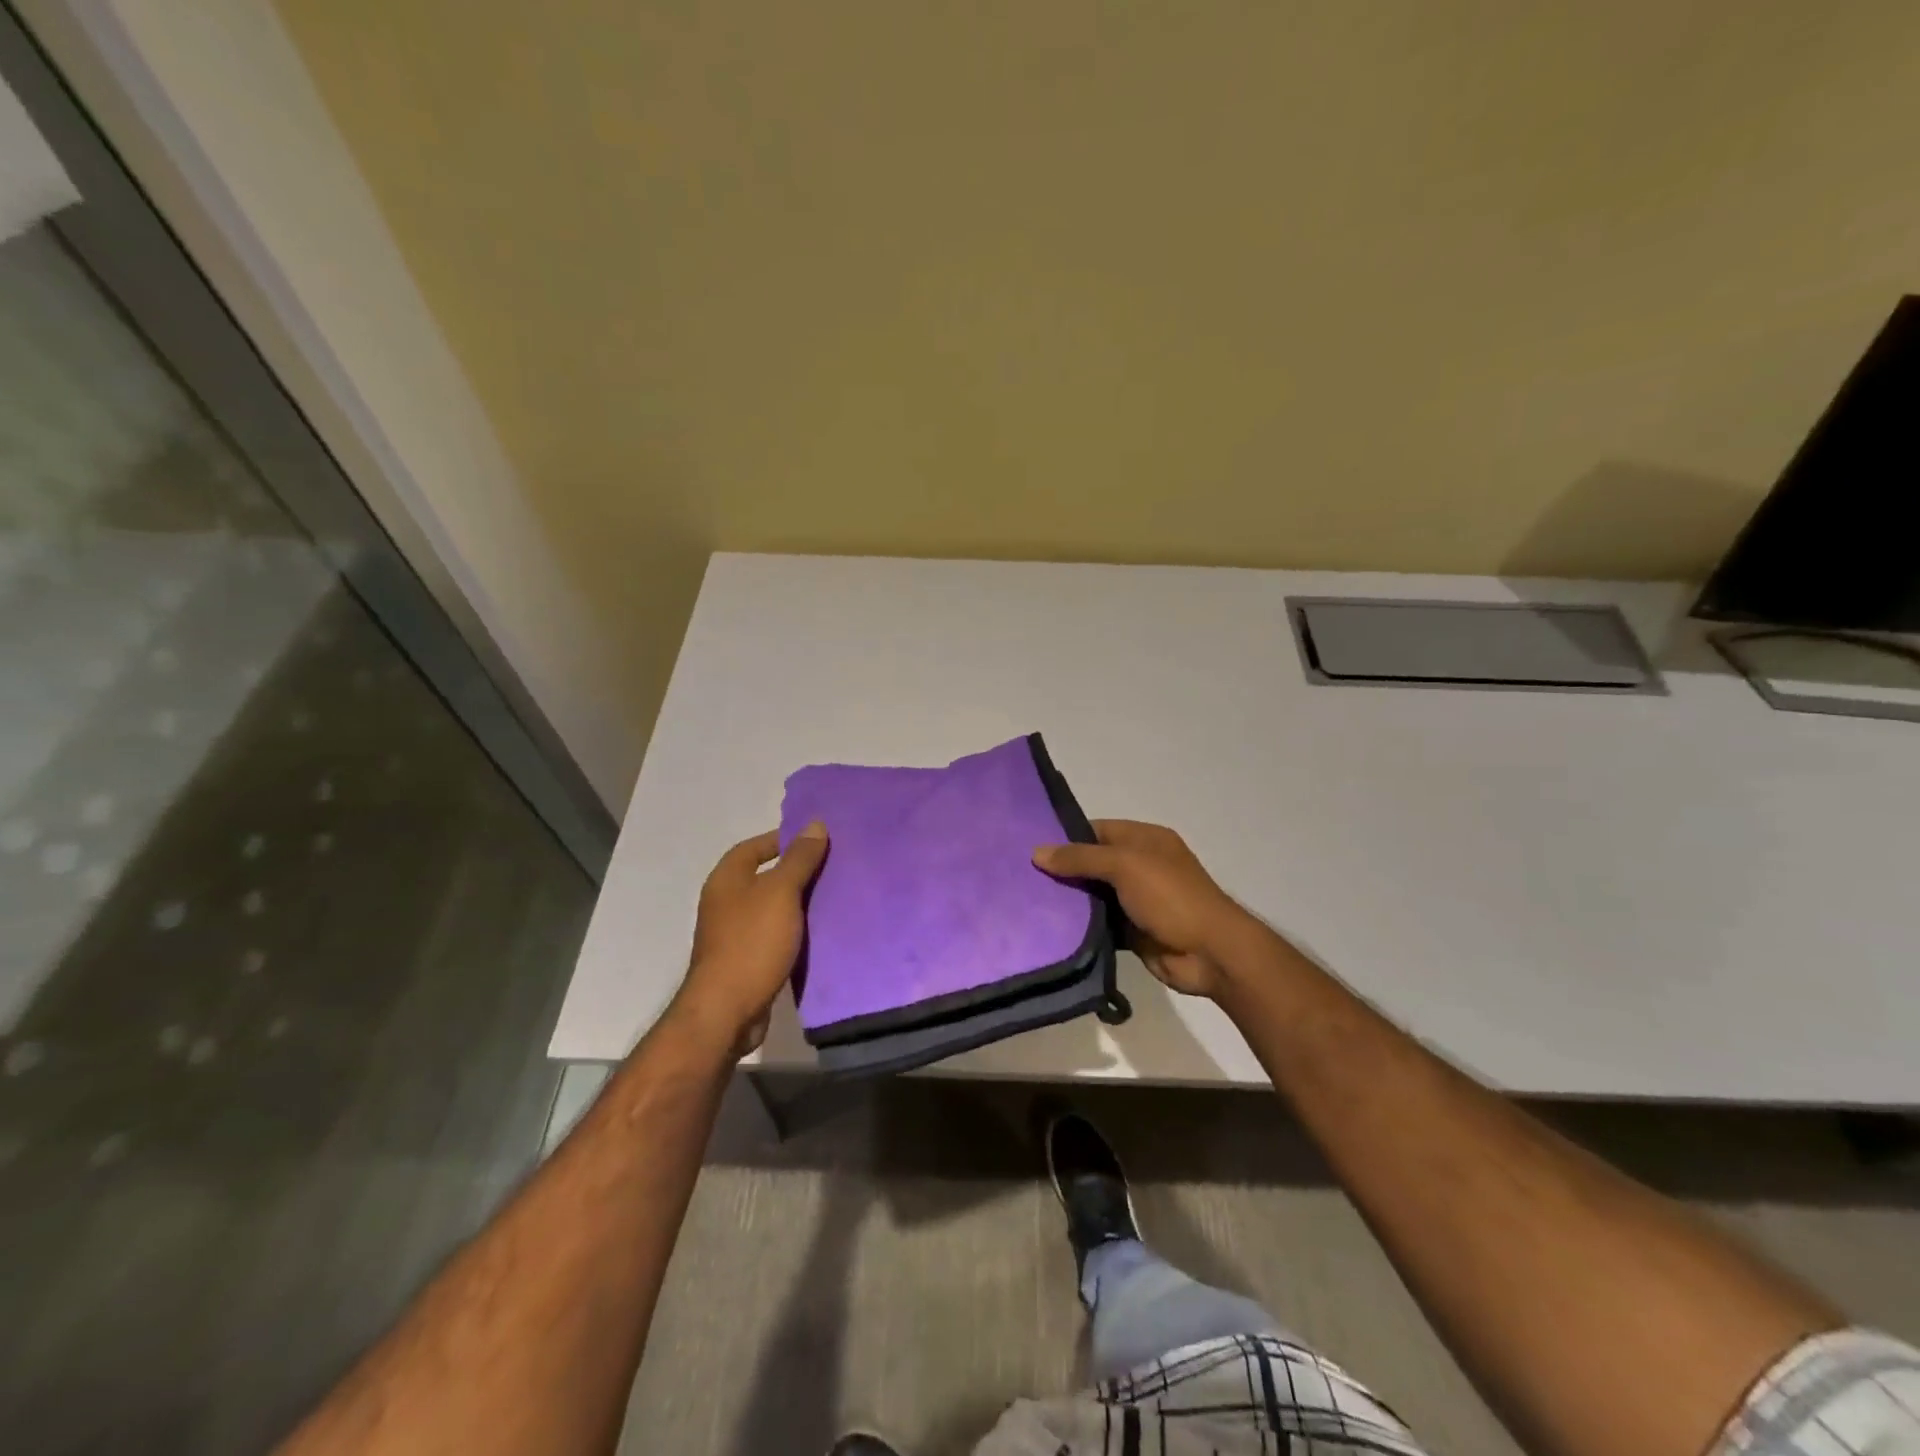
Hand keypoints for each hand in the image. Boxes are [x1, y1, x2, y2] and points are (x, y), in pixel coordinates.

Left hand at [674, 823, 828, 1057]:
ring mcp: (733, 932)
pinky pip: (775, 934)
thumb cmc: (752, 942)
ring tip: (834, 897)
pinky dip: (795, 930)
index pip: (757, 845)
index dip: (786, 839)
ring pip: (773, 907)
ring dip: (798, 903)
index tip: (820, 841)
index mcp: (727, 878)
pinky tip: (821, 933)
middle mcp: (725, 901)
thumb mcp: (781, 892)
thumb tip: (814, 824)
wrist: (727, 1011)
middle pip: (766, 875)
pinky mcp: (745, 959)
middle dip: (798, 871)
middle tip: (834, 867)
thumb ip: (799, 858)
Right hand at [1033, 819, 1250, 998]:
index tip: (1029, 845)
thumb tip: (1037, 852)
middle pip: (1092, 862)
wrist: (1211, 953)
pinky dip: (1079, 925)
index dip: (1066, 836)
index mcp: (1145, 840)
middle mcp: (1140, 865)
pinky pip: (1099, 923)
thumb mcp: (1125, 865)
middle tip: (1021, 875)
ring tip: (1026, 900)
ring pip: (1093, 894)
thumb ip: (1081, 858)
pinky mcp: (1132, 930)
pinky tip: (1048, 927)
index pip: (1097, 830)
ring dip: (1068, 899)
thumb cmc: (1171, 897)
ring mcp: (1137, 900)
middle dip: (1062, 869)